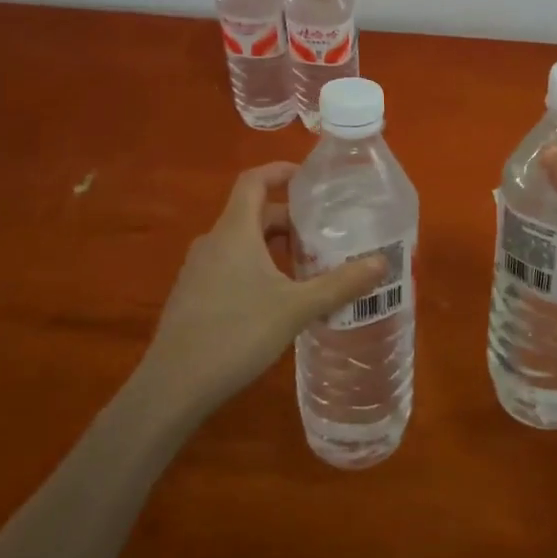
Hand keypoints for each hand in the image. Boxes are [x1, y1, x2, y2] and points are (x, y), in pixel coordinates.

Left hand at [137, 163, 385, 420]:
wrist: (173, 386)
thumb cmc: (237, 333)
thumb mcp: (296, 308)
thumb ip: (340, 284)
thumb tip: (382, 263)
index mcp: (235, 231)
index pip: (254, 180)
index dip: (280, 171)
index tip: (310, 178)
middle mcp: (213, 241)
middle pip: (252, 213)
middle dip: (288, 218)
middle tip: (323, 232)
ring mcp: (198, 269)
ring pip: (242, 242)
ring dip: (273, 245)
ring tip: (307, 265)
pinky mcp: (193, 295)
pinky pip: (229, 264)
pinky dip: (256, 266)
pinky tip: (276, 298)